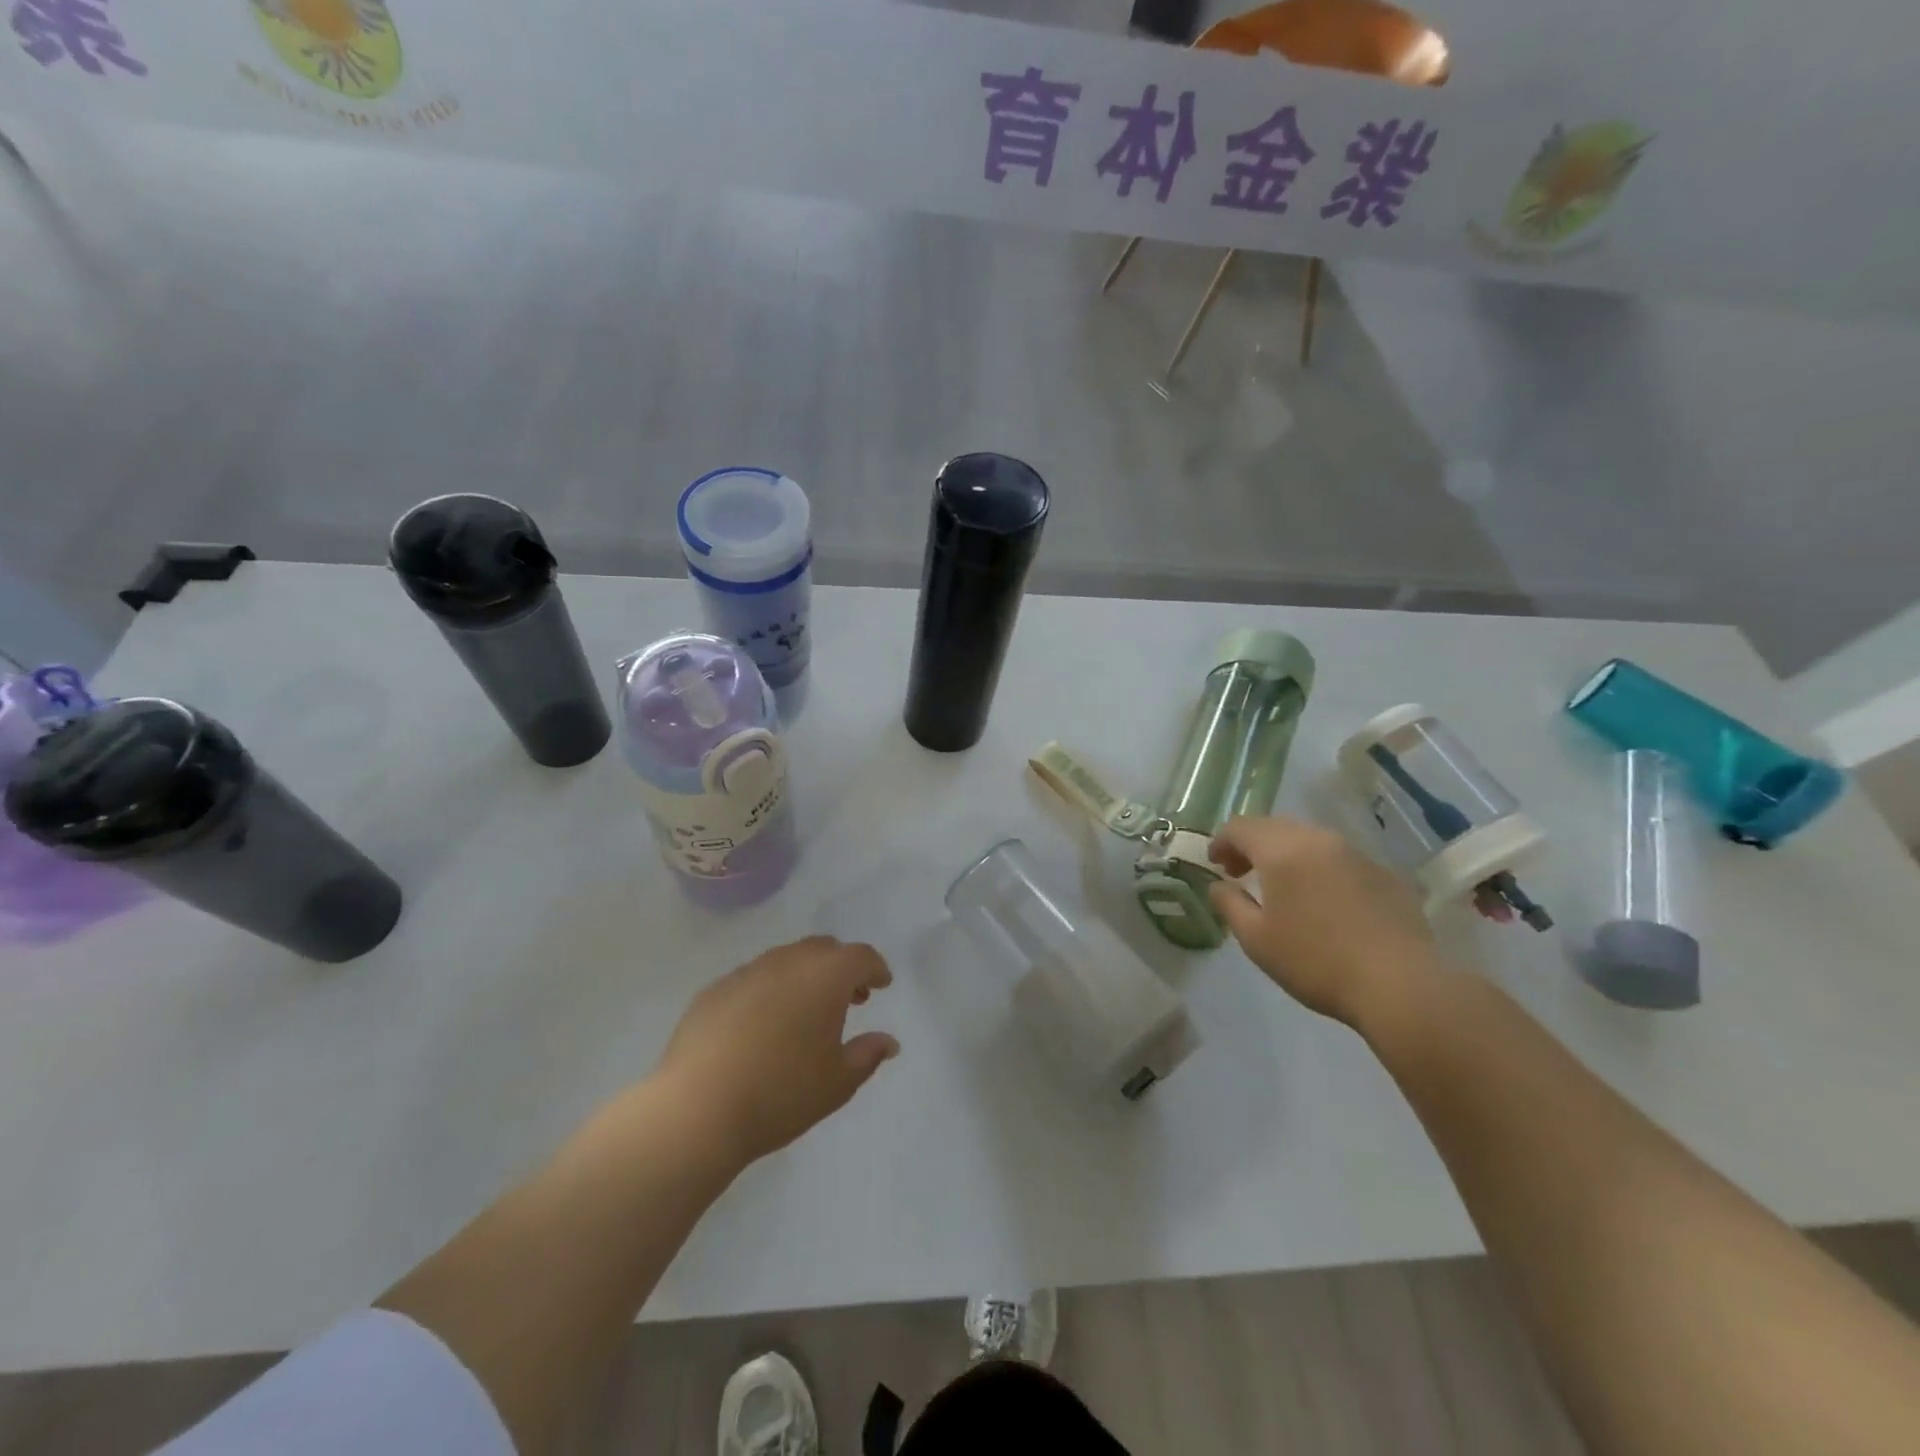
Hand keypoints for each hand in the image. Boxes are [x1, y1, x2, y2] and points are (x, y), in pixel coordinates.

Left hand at [653, 936, 898, 1166]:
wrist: (697, 1108)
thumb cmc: (781, 1093)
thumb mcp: (838, 1083)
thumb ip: (868, 1055)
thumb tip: (888, 1041)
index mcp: (825, 977)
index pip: (860, 956)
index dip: (875, 968)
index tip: (881, 985)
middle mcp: (788, 962)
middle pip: (823, 949)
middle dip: (841, 967)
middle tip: (848, 999)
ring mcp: (747, 972)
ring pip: (786, 959)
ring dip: (804, 976)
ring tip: (805, 1012)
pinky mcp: (714, 990)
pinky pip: (753, 979)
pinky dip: (769, 990)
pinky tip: (762, 1025)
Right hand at [1207, 815, 1442, 1029]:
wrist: (1400, 985)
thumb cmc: (1316, 961)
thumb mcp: (1256, 940)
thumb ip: (1230, 905)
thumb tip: (1217, 886)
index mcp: (1282, 851)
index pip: (1240, 827)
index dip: (1221, 841)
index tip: (1214, 864)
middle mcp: (1318, 840)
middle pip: (1274, 826)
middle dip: (1252, 844)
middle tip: (1240, 873)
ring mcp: (1356, 854)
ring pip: (1309, 839)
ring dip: (1286, 853)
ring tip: (1281, 886)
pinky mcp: (1385, 874)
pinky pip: (1339, 859)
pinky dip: (1319, 868)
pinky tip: (1323, 901)